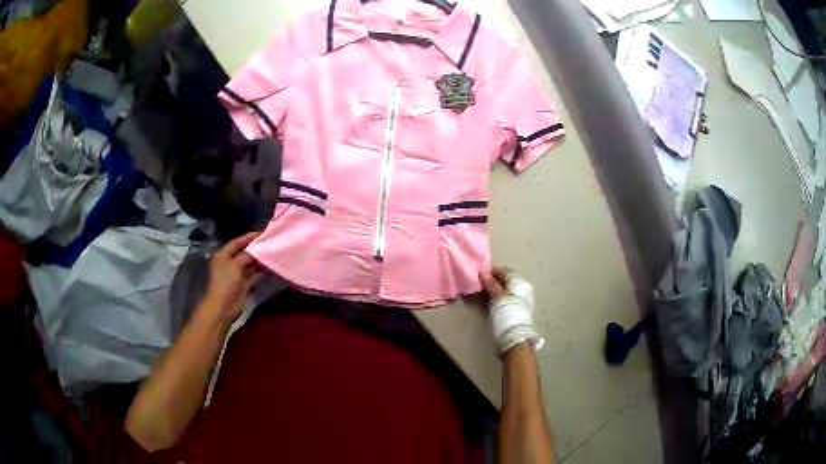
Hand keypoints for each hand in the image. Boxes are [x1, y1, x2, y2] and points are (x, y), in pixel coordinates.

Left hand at [201, 232, 262, 325]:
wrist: (224, 307)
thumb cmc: (226, 282)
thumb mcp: (236, 265)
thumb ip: (247, 255)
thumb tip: (258, 249)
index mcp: (223, 255)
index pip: (237, 243)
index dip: (248, 237)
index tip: (262, 232)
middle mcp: (230, 263)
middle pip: (244, 252)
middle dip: (256, 248)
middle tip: (270, 242)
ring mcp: (237, 274)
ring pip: (250, 264)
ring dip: (260, 260)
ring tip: (273, 253)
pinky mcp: (244, 284)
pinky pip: (254, 275)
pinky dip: (261, 271)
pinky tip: (270, 267)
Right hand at [479, 267, 543, 355]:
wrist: (515, 339)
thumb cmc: (507, 315)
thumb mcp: (498, 298)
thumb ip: (491, 284)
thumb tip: (483, 272)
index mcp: (520, 282)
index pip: (504, 271)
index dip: (492, 272)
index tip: (479, 276)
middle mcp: (523, 288)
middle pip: (506, 280)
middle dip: (493, 281)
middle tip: (479, 285)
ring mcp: (522, 299)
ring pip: (506, 290)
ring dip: (495, 290)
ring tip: (483, 294)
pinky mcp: (518, 309)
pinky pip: (507, 298)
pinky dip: (498, 298)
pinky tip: (490, 302)